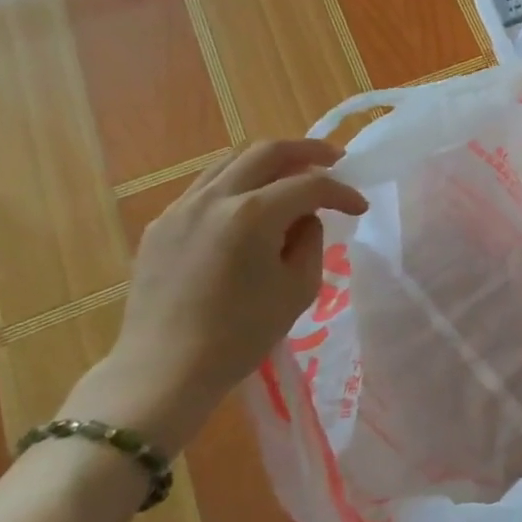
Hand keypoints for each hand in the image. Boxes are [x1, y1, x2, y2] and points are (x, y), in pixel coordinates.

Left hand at [99, 140, 366, 453]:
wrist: (165, 370)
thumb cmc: (240, 336)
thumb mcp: (298, 290)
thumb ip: (309, 242)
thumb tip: (304, 219)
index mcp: (252, 215)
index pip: (309, 186)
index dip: (342, 192)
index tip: (360, 208)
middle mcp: (214, 198)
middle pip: (267, 152)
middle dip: (308, 151)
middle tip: (335, 159)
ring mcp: (181, 208)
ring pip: (231, 161)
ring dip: (269, 162)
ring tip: (293, 175)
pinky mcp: (161, 225)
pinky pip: (206, 187)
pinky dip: (237, 183)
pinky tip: (249, 206)